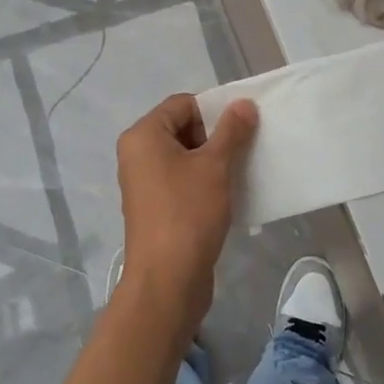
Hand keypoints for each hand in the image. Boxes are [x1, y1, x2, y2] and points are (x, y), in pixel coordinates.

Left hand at [114, 94, 257, 337]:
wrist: (167, 280)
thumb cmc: (188, 213)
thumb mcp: (215, 166)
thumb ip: (231, 131)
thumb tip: (243, 103)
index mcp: (144, 136)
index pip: (182, 104)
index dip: (214, 109)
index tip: (243, 126)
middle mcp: (138, 155)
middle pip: (183, 128)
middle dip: (216, 136)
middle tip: (245, 149)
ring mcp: (145, 183)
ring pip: (185, 157)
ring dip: (214, 161)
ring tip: (241, 171)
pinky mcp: (156, 208)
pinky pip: (183, 181)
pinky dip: (205, 182)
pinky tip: (230, 194)